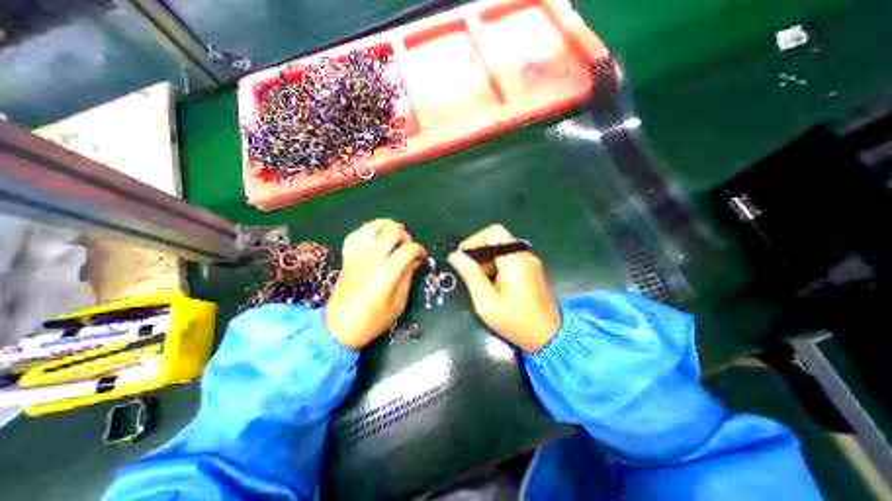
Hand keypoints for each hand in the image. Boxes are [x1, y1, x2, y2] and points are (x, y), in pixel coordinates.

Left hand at [325, 220, 427, 348]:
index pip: (408, 249)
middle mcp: (371, 258)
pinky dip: (368, 232)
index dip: (420, 250)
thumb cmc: (373, 320)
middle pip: (392, 231)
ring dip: (386, 227)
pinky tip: (374, 240)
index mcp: (387, 272)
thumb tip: (414, 260)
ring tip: (392, 237)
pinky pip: (355, 234)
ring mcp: (357, 255)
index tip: (422, 256)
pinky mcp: (347, 257)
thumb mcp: (398, 303)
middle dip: (405, 235)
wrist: (339, 328)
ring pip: (372, 226)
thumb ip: (407, 277)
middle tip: (407, 246)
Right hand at [449, 225, 558, 350]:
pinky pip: (509, 259)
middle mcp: (525, 256)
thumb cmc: (515, 322)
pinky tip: (493, 285)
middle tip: (470, 274)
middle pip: (497, 240)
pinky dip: (497, 266)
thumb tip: (454, 255)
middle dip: (480, 254)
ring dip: (487, 262)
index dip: (475, 240)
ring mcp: (530, 262)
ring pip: (502, 250)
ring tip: (482, 284)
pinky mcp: (531, 269)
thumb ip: (471, 275)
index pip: (494, 233)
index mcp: (515, 261)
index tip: (462, 256)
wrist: (549, 338)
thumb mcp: (486, 302)